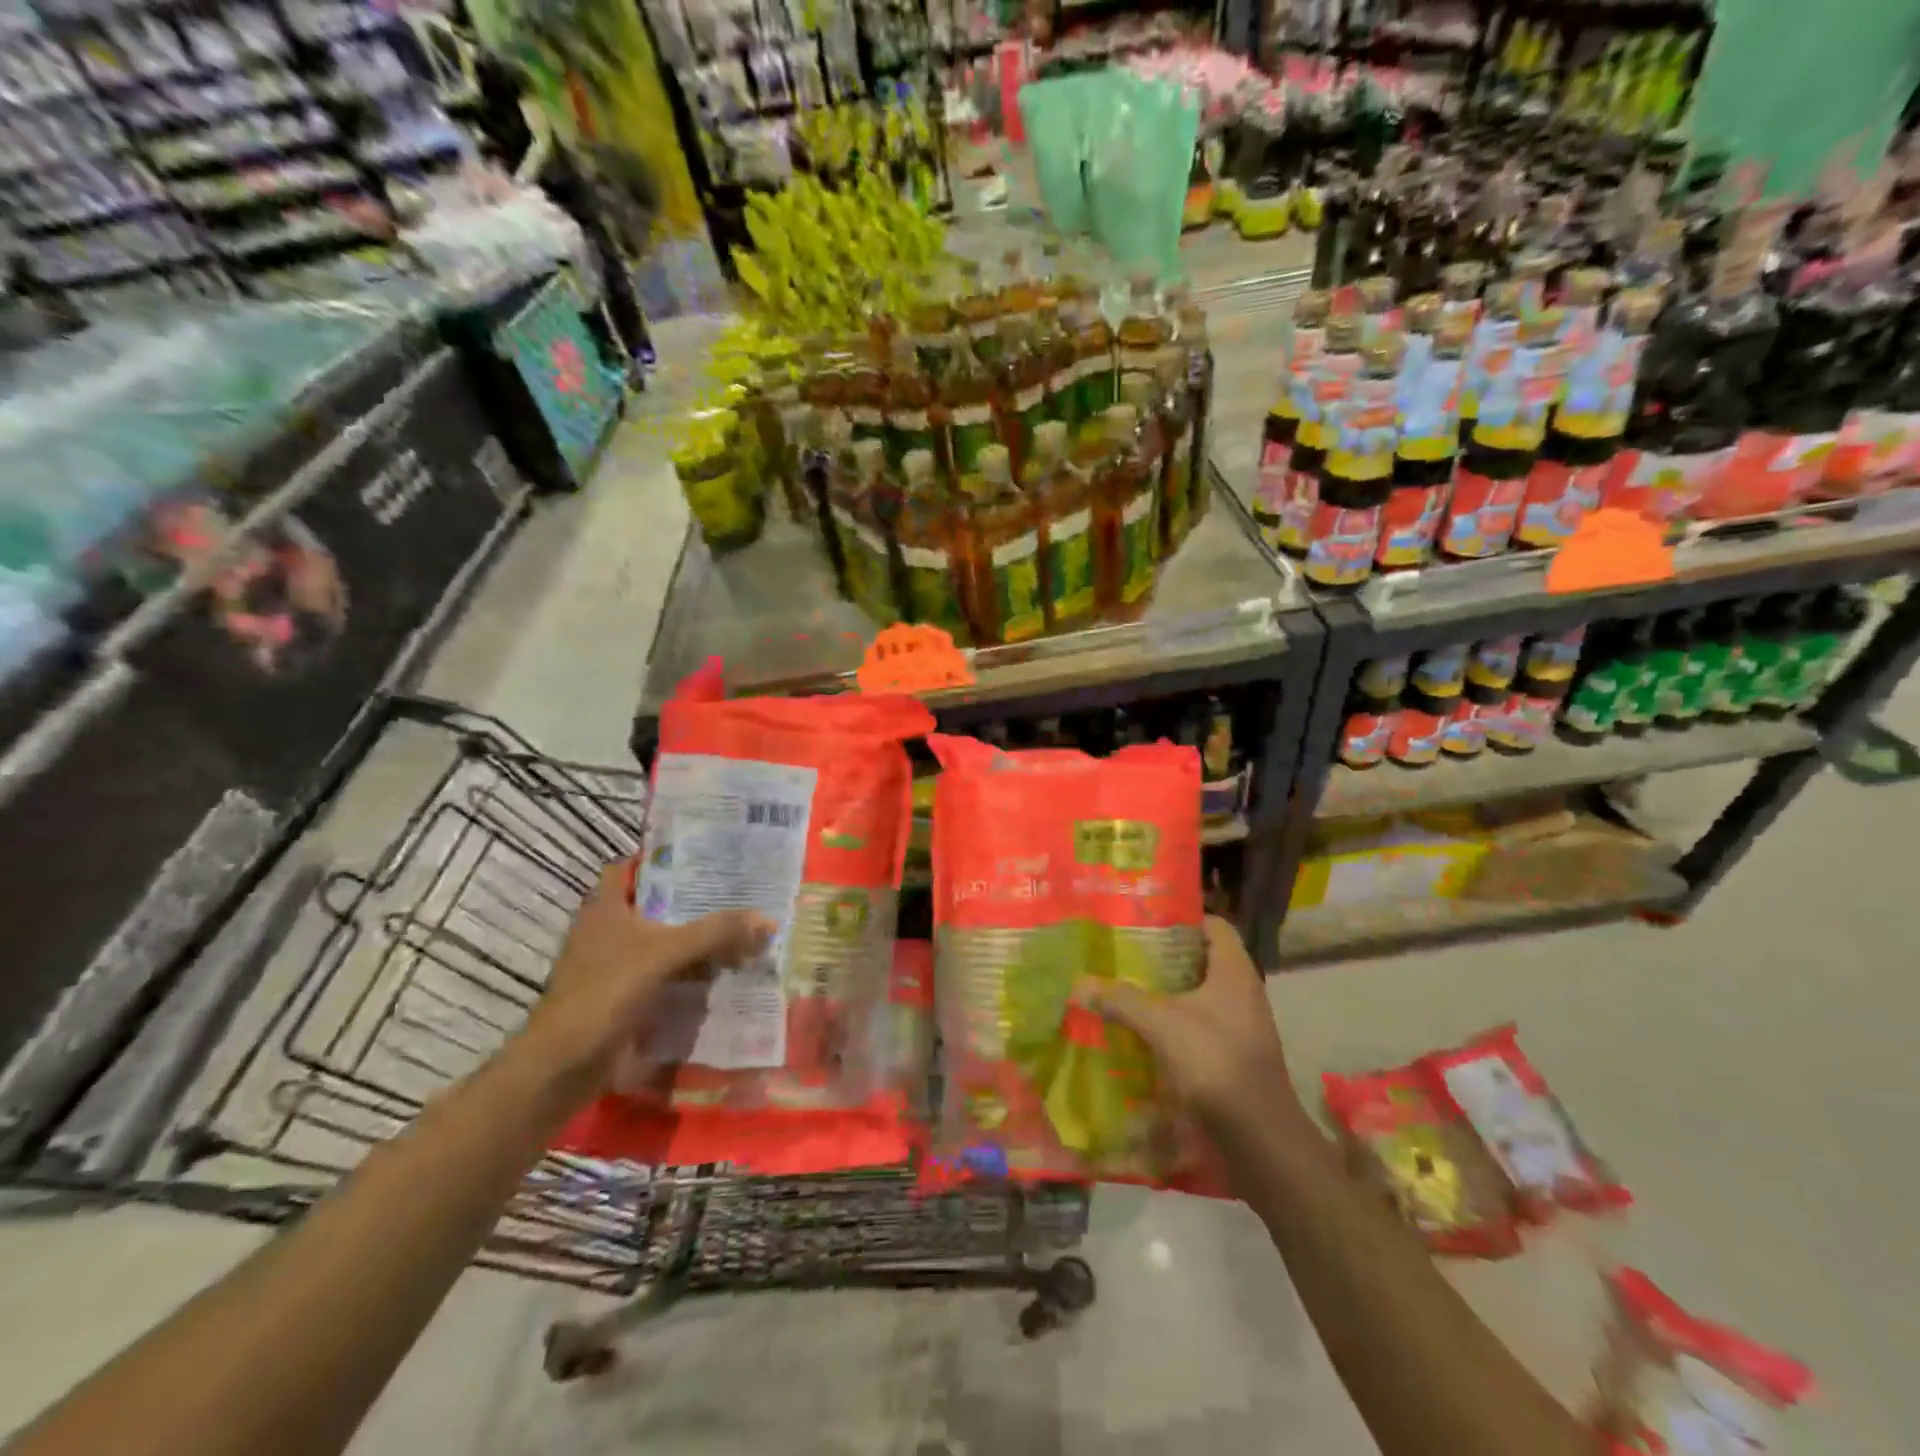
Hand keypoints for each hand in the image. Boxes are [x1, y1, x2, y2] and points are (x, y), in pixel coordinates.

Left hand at [522, 861, 772, 1101]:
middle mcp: (609, 930)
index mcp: (606, 907)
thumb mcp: (666, 953)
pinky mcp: (626, 996)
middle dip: (696, 901)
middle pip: (657, 904)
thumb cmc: (606, 993)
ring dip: (698, 940)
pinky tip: (725, 972)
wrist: (564, 1066)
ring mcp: (616, 965)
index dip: (665, 857)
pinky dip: (692, 973)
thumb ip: (716, 932)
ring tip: (743, 929)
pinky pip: (666, 975)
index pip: (632, 866)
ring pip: (665, 941)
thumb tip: (768, 919)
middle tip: (741, 892)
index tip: (706, 855)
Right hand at [1081, 916, 1305, 1138]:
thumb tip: (1081, 984)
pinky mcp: (1238, 1055)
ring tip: (1132, 989)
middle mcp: (1244, 992)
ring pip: (1203, 995)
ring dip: (1171, 992)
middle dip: (1168, 957)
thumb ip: (1121, 999)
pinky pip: (1204, 1025)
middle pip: (1205, 960)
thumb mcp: (1161, 1023)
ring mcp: (1244, 1025)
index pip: (1215, 926)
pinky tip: (1149, 1031)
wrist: (1258, 1135)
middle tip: (1129, 955)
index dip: (1184, 919)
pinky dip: (1179, 1023)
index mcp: (1235, 971)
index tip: (1148, 922)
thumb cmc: (1214, 1060)